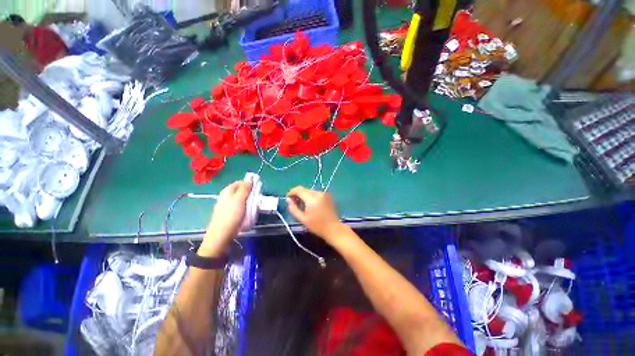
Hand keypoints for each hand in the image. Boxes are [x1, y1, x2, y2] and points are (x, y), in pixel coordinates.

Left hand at [199, 181, 251, 256]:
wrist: (221, 235)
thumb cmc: (231, 215)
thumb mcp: (240, 200)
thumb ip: (245, 188)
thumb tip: (249, 179)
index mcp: (227, 191)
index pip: (240, 182)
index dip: (249, 184)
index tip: (257, 189)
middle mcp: (225, 197)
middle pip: (239, 191)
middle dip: (248, 193)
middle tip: (255, 199)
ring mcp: (224, 206)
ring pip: (238, 199)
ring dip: (247, 201)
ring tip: (252, 207)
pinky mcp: (226, 214)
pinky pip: (237, 207)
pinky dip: (243, 208)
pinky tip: (246, 213)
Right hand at [286, 186, 346, 243]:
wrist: (333, 228)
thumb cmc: (317, 226)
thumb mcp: (302, 219)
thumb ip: (293, 208)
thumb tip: (288, 199)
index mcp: (312, 198)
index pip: (298, 189)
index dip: (291, 192)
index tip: (287, 198)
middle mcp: (318, 193)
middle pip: (304, 189)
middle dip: (297, 194)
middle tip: (293, 203)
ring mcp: (324, 193)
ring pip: (309, 191)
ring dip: (304, 195)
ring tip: (301, 204)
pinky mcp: (327, 195)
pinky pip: (315, 193)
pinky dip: (310, 196)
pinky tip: (309, 204)